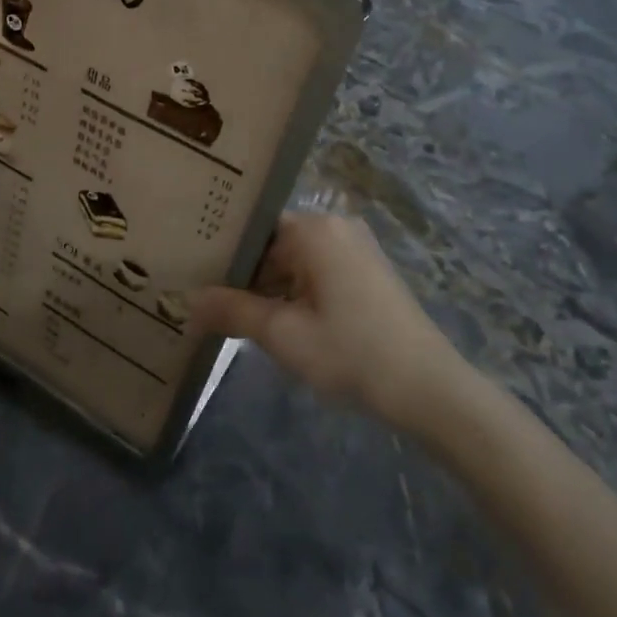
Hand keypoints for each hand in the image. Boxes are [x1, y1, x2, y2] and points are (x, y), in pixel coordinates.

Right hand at [191, 213, 466, 429]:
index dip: (222, 255)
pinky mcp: (368, 273)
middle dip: (244, 278)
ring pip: (294, 262)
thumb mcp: (282, 334)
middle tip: (210, 307)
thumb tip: (188, 300)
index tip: (195, 278)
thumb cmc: (350, 352)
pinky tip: (280, 325)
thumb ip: (231, 310)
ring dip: (269, 290)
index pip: (252, 229)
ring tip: (236, 319)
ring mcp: (356, 249)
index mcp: (314, 229)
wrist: (428, 388)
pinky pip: (317, 273)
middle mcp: (336, 227)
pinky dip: (295, 295)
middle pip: (273, 245)